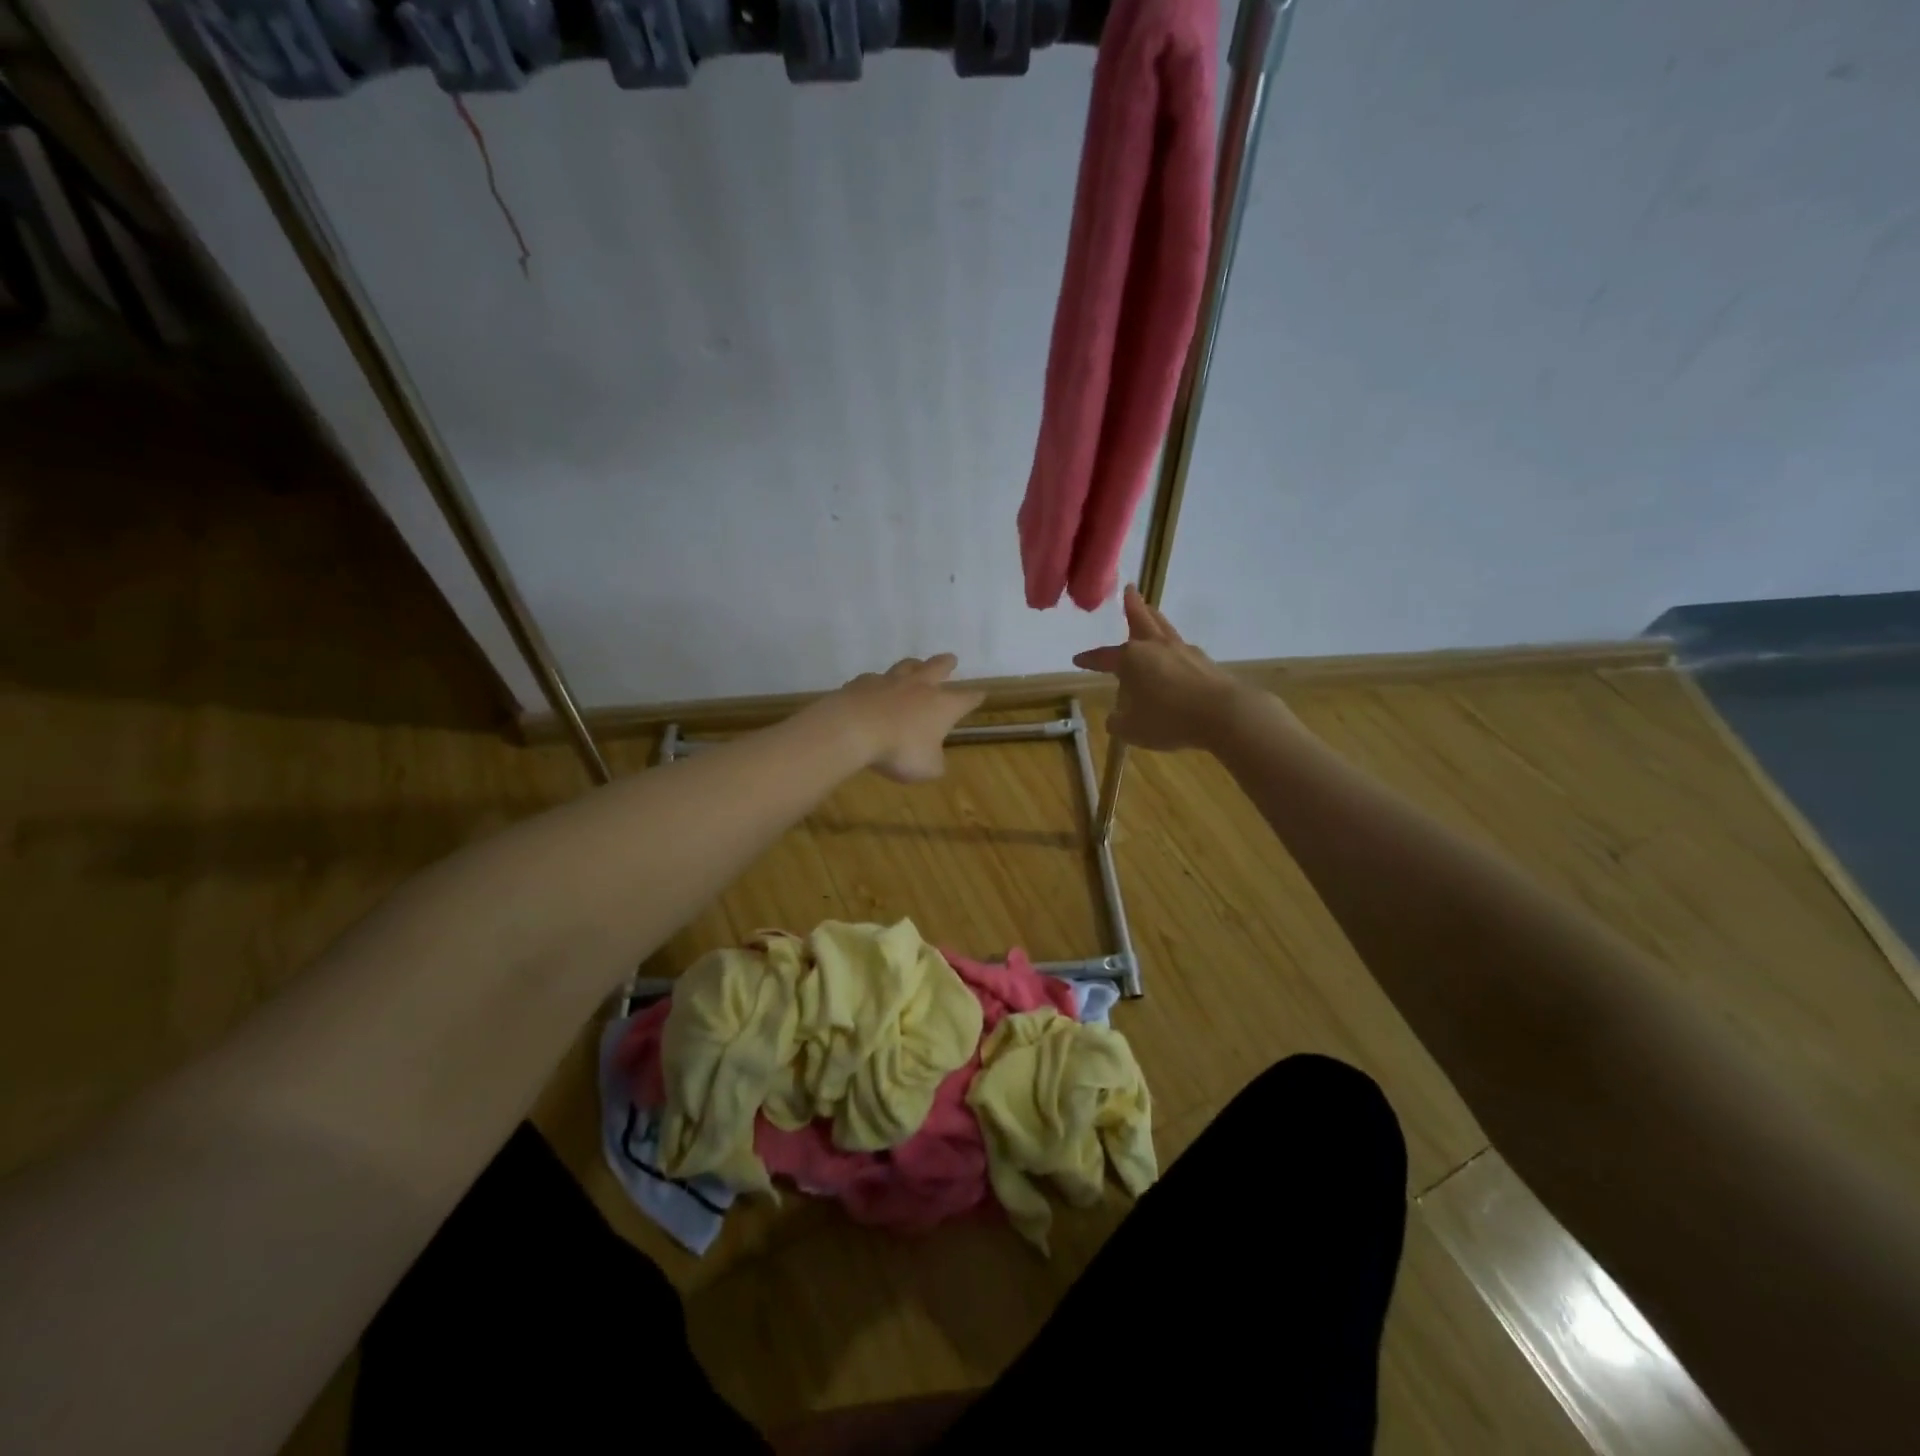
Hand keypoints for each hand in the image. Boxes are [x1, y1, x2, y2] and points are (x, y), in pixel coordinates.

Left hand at [824, 654, 985, 782]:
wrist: (855, 728)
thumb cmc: (900, 750)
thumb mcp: (927, 768)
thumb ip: (935, 762)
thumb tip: (934, 759)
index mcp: (943, 706)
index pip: (966, 699)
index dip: (975, 697)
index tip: (981, 694)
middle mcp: (920, 687)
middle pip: (937, 668)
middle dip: (946, 664)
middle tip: (951, 659)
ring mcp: (889, 681)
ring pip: (906, 666)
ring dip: (913, 665)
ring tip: (915, 664)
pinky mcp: (862, 683)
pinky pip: (873, 680)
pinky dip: (876, 684)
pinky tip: (873, 688)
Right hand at [1073, 586, 1243, 751]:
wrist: (1222, 714)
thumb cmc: (1168, 719)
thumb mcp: (1131, 729)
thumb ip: (1118, 722)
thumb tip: (1115, 718)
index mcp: (1132, 659)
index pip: (1104, 657)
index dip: (1090, 659)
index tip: (1078, 659)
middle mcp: (1156, 648)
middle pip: (1142, 620)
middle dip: (1132, 605)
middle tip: (1130, 589)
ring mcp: (1183, 652)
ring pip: (1164, 628)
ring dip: (1155, 618)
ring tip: (1151, 612)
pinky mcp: (1205, 663)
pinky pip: (1183, 649)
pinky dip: (1174, 648)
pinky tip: (1175, 655)